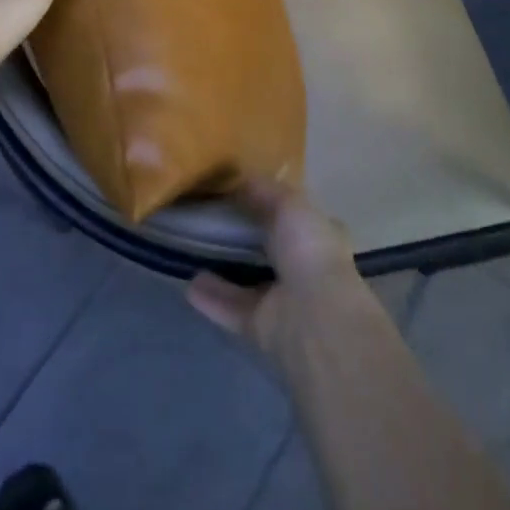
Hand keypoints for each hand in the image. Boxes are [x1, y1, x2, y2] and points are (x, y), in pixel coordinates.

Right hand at [185, 178, 367, 363]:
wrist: (314, 316)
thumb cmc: (308, 249)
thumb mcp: (288, 202)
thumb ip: (263, 190)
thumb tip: (239, 182)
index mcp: (320, 236)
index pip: (299, 218)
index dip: (276, 206)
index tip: (246, 194)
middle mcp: (305, 268)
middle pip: (270, 248)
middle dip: (245, 236)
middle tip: (210, 218)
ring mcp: (285, 301)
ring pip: (249, 280)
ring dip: (224, 267)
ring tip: (192, 248)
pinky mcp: (263, 327)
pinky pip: (232, 307)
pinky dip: (212, 297)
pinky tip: (188, 283)